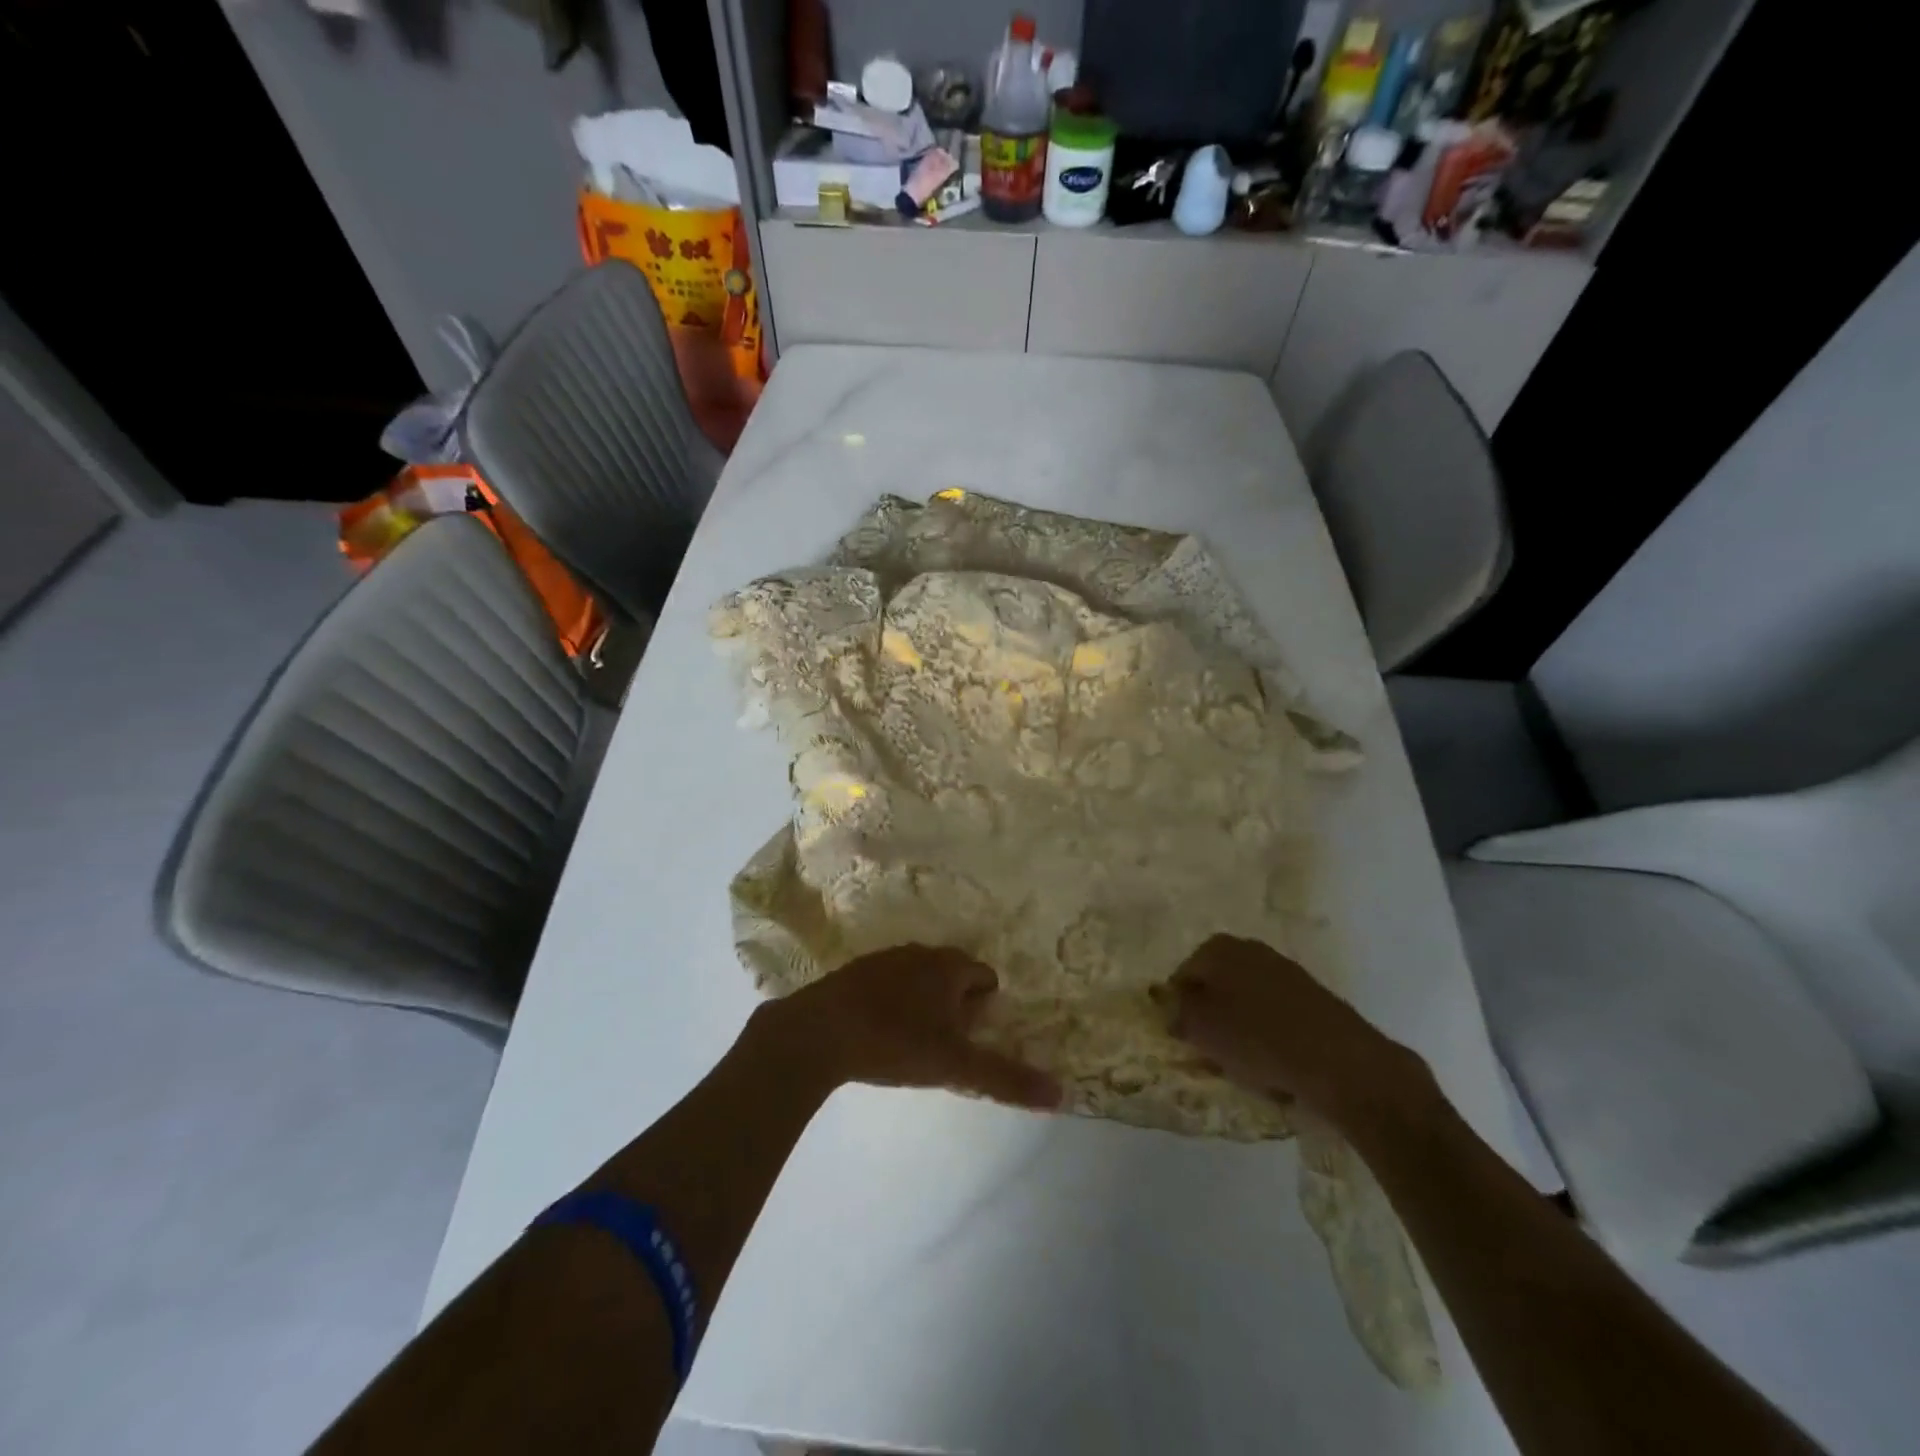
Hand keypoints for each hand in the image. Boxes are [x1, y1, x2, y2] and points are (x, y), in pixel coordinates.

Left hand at [753, 946, 1061, 1109]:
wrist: (817, 1032)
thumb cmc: (894, 1041)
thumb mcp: (955, 1065)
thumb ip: (1006, 1078)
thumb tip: (1060, 1093)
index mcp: (948, 966)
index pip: (984, 976)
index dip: (986, 1006)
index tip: (975, 1036)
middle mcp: (919, 953)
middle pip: (952, 974)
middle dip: (957, 1003)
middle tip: (949, 1042)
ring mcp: (883, 959)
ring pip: (918, 977)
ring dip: (924, 1002)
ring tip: (915, 1040)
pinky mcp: (852, 973)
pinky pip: (887, 984)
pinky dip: (893, 1002)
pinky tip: (880, 1032)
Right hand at [1157, 935, 1429, 1128]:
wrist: (1341, 1063)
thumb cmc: (1257, 1039)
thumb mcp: (1200, 1027)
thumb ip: (1176, 1011)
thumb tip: (1172, 1006)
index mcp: (1218, 949)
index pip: (1182, 977)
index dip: (1178, 1009)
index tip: (1184, 1039)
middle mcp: (1250, 950)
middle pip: (1216, 986)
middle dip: (1210, 1016)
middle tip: (1210, 1051)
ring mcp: (1285, 972)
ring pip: (1246, 1002)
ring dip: (1239, 1028)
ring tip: (1243, 1064)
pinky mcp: (1313, 998)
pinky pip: (1276, 1017)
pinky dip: (1269, 1036)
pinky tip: (1276, 1065)